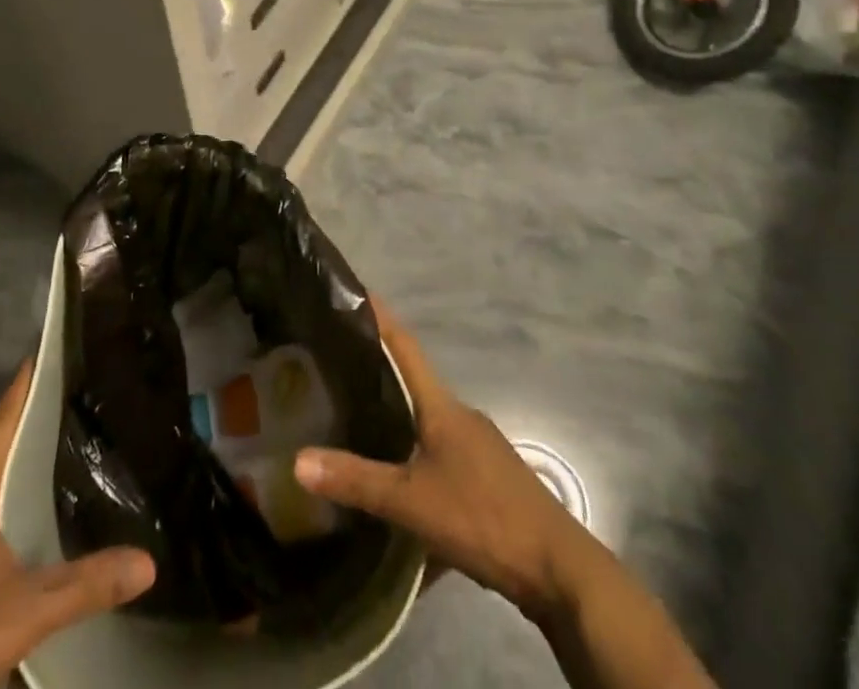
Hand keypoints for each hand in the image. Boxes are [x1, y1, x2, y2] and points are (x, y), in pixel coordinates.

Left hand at [0, 362, 155, 688]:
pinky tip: (29, 545)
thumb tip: (149, 561)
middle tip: (71, 408)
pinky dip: (6, 524)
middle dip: (28, 434)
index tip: (39, 354)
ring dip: (17, 483)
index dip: (20, 391)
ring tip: (60, 468)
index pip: (0, 429)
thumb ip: (83, 587)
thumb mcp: (21, 616)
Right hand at [295, 305, 714, 688]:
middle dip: (381, 372)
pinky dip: (418, 460)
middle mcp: (462, 416)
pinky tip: (402, 488)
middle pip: (415, 383)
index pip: (405, 347)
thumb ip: (357, 481)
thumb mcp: (412, 502)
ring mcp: (480, 448)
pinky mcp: (491, 479)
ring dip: (400, 421)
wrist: (560, 570)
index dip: (381, 317)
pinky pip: (444, 457)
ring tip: (361, 425)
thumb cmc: (483, 517)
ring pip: (430, 423)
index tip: (358, 289)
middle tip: (339, 366)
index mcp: (442, 407)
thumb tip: (297, 461)